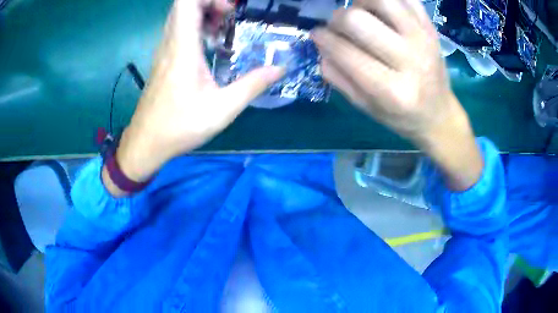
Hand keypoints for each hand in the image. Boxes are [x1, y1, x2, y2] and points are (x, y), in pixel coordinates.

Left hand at [104, 0, 284, 192]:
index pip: (187, 3)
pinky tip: (209, 45)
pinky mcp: (162, 59)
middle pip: (183, 5)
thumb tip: (280, 68)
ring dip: (202, 14)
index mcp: (182, 48)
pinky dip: (195, 26)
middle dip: (209, 3)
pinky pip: (177, 30)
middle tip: (230, 16)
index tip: (229, 9)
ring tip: (223, 29)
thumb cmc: (179, 127)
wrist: (146, 143)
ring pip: (179, 16)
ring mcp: (163, 50)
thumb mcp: (222, 109)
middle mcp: (170, 43)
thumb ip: (252, 85)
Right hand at [312, 0, 482, 189]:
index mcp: (391, 91)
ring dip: (362, 2)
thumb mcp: (365, 107)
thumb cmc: (400, 116)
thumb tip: (320, 45)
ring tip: (362, 13)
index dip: (323, 38)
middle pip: (357, 19)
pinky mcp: (431, 28)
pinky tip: (380, 9)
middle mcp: (410, 60)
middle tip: (340, 27)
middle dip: (338, 19)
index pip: (344, 51)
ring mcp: (424, 39)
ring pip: (382, 0)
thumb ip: (338, 77)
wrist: (439, 114)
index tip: (317, 35)